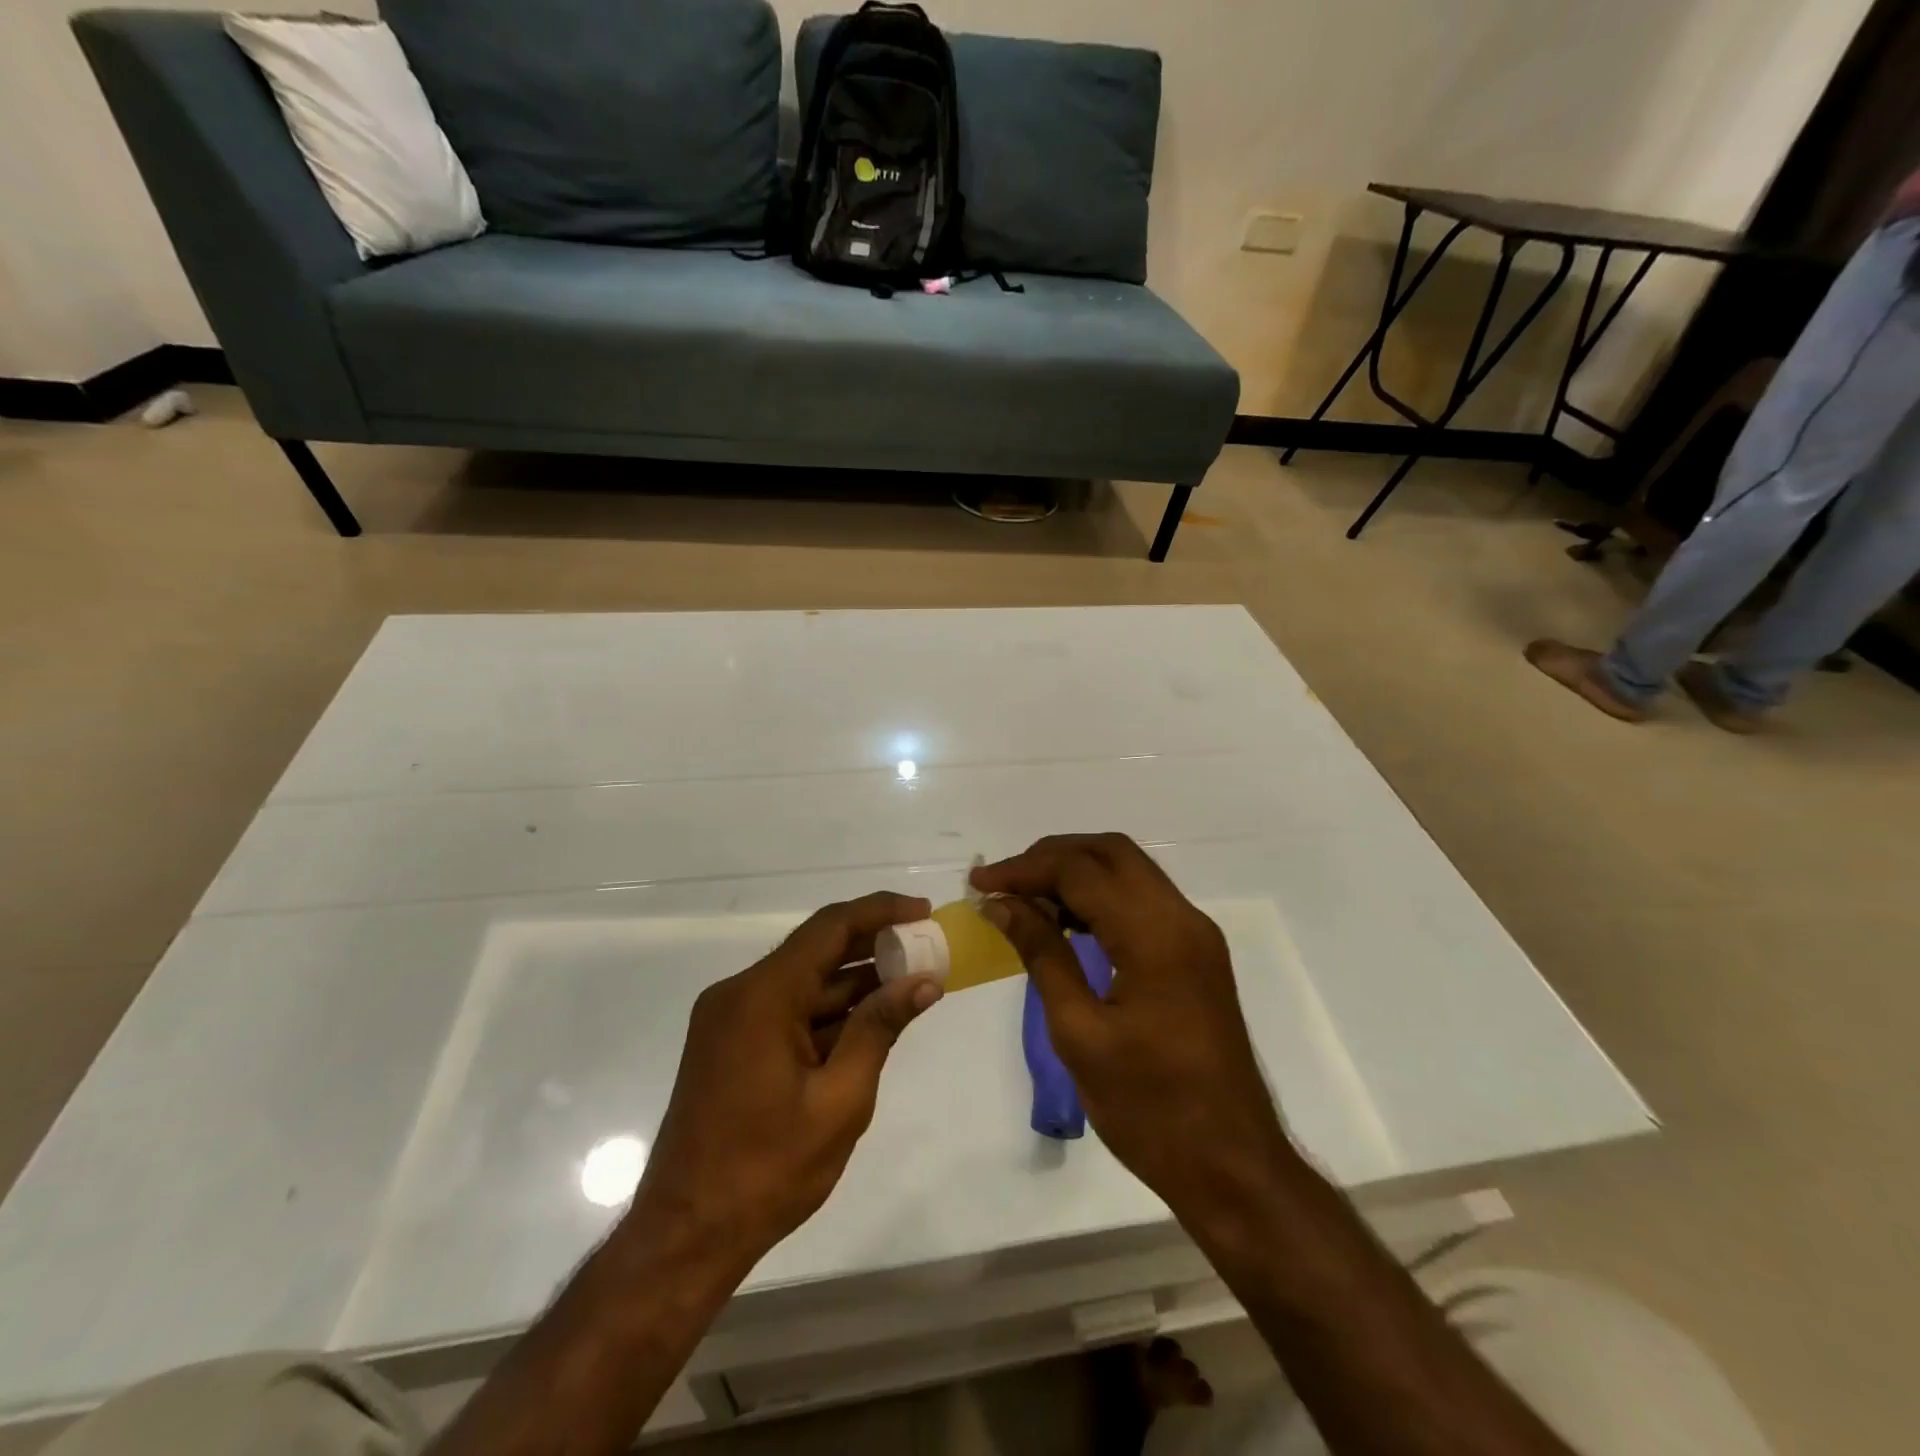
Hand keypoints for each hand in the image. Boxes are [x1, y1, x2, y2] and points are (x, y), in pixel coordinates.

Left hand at [623, 892, 942, 1269]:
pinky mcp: (732, 1042)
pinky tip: (870, 1017)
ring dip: (854, 981)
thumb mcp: (839, 1100)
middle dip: (874, 946)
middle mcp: (741, 993)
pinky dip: (829, 1010)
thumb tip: (924, 981)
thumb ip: (879, 1030)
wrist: (686, 1235)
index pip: (830, 928)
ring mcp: (732, 1018)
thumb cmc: (767, 1171)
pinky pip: (788, 1008)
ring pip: (804, 981)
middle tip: (927, 948)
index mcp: (762, 996)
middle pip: (816, 949)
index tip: (924, 911)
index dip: (880, 912)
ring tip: (911, 980)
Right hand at [972, 835, 1292, 1214]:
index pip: (1080, 870)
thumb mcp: (1080, 1033)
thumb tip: (1002, 904)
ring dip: (1076, 873)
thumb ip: (1042, 955)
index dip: (1024, 869)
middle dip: (1051, 857)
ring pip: (1129, 872)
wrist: (1233, 1166)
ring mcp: (1195, 935)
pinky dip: (1101, 897)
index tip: (978, 883)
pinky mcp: (1196, 954)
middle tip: (1004, 882)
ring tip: (1026, 900)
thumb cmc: (1150, 1109)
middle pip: (1111, 852)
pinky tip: (1066, 923)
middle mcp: (1182, 918)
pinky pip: (1143, 901)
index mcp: (1156, 935)